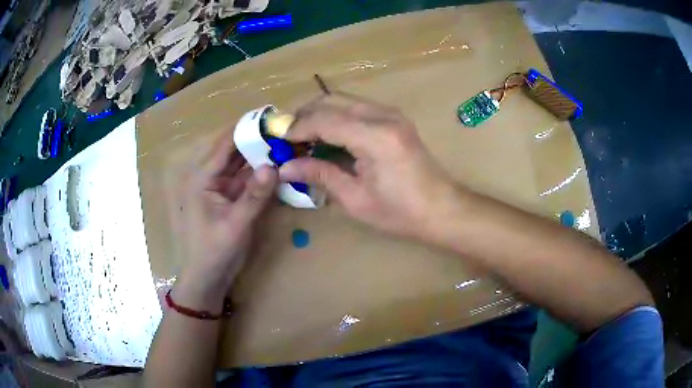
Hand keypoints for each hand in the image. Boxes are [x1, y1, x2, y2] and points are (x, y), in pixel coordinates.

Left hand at [174, 131, 277, 310]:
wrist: (207, 278)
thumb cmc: (214, 251)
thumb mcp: (236, 224)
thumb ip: (254, 196)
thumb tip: (274, 165)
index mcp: (202, 178)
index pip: (224, 145)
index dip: (245, 129)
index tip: (269, 116)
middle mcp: (209, 177)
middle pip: (233, 151)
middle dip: (256, 140)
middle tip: (283, 128)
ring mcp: (219, 188)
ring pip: (241, 165)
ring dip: (259, 156)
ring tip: (284, 142)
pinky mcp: (229, 198)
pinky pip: (245, 180)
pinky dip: (259, 173)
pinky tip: (277, 165)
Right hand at [279, 94, 457, 239]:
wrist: (442, 209)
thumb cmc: (401, 213)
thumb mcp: (355, 199)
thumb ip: (320, 174)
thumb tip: (285, 167)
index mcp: (375, 136)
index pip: (324, 119)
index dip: (296, 128)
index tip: (276, 140)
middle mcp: (384, 115)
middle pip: (331, 100)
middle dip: (304, 115)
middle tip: (286, 137)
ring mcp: (392, 113)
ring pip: (343, 100)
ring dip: (319, 114)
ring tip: (302, 137)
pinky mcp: (394, 118)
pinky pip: (356, 107)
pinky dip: (336, 116)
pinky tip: (327, 136)